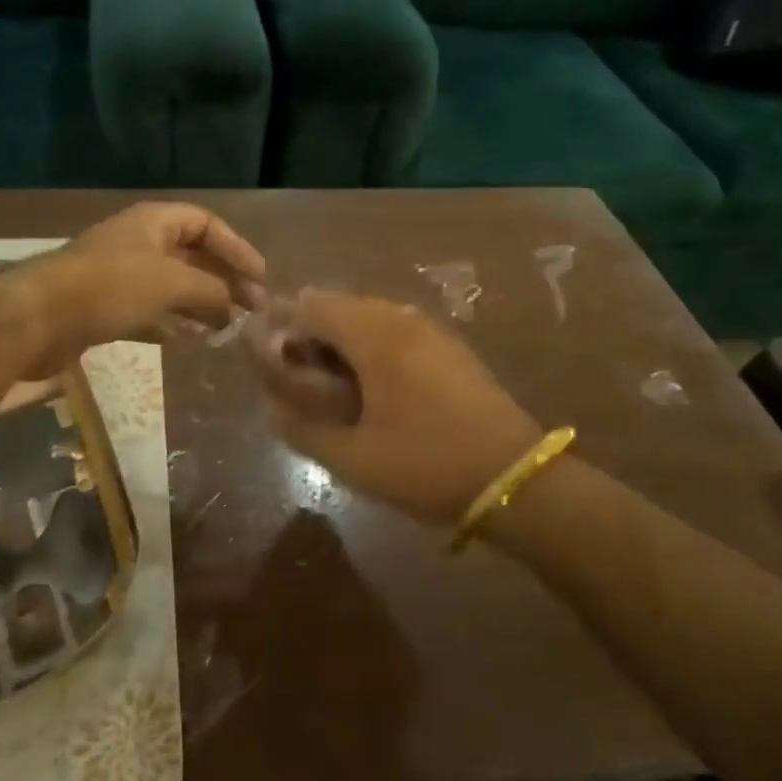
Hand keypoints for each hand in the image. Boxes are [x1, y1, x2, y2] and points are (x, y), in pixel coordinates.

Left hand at [7, 203, 265, 376]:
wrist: (37, 318)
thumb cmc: (109, 288)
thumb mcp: (171, 283)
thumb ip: (211, 291)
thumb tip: (234, 305)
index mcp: (153, 222)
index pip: (206, 223)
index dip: (236, 248)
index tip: (260, 278)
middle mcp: (138, 242)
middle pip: (191, 255)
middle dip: (223, 279)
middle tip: (252, 308)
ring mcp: (119, 275)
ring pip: (172, 285)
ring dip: (201, 303)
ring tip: (227, 327)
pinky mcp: (104, 307)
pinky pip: (150, 311)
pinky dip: (172, 323)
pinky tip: (189, 340)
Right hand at [253, 289, 541, 524]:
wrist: (514, 476)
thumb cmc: (427, 465)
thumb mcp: (353, 459)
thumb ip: (302, 428)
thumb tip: (272, 406)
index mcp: (375, 335)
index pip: (311, 304)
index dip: (280, 325)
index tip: (267, 359)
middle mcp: (400, 317)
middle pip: (338, 304)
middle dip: (309, 333)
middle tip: (297, 378)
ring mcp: (429, 328)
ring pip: (367, 315)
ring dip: (340, 339)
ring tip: (331, 386)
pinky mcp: (448, 344)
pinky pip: (394, 328)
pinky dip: (370, 344)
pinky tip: (371, 386)